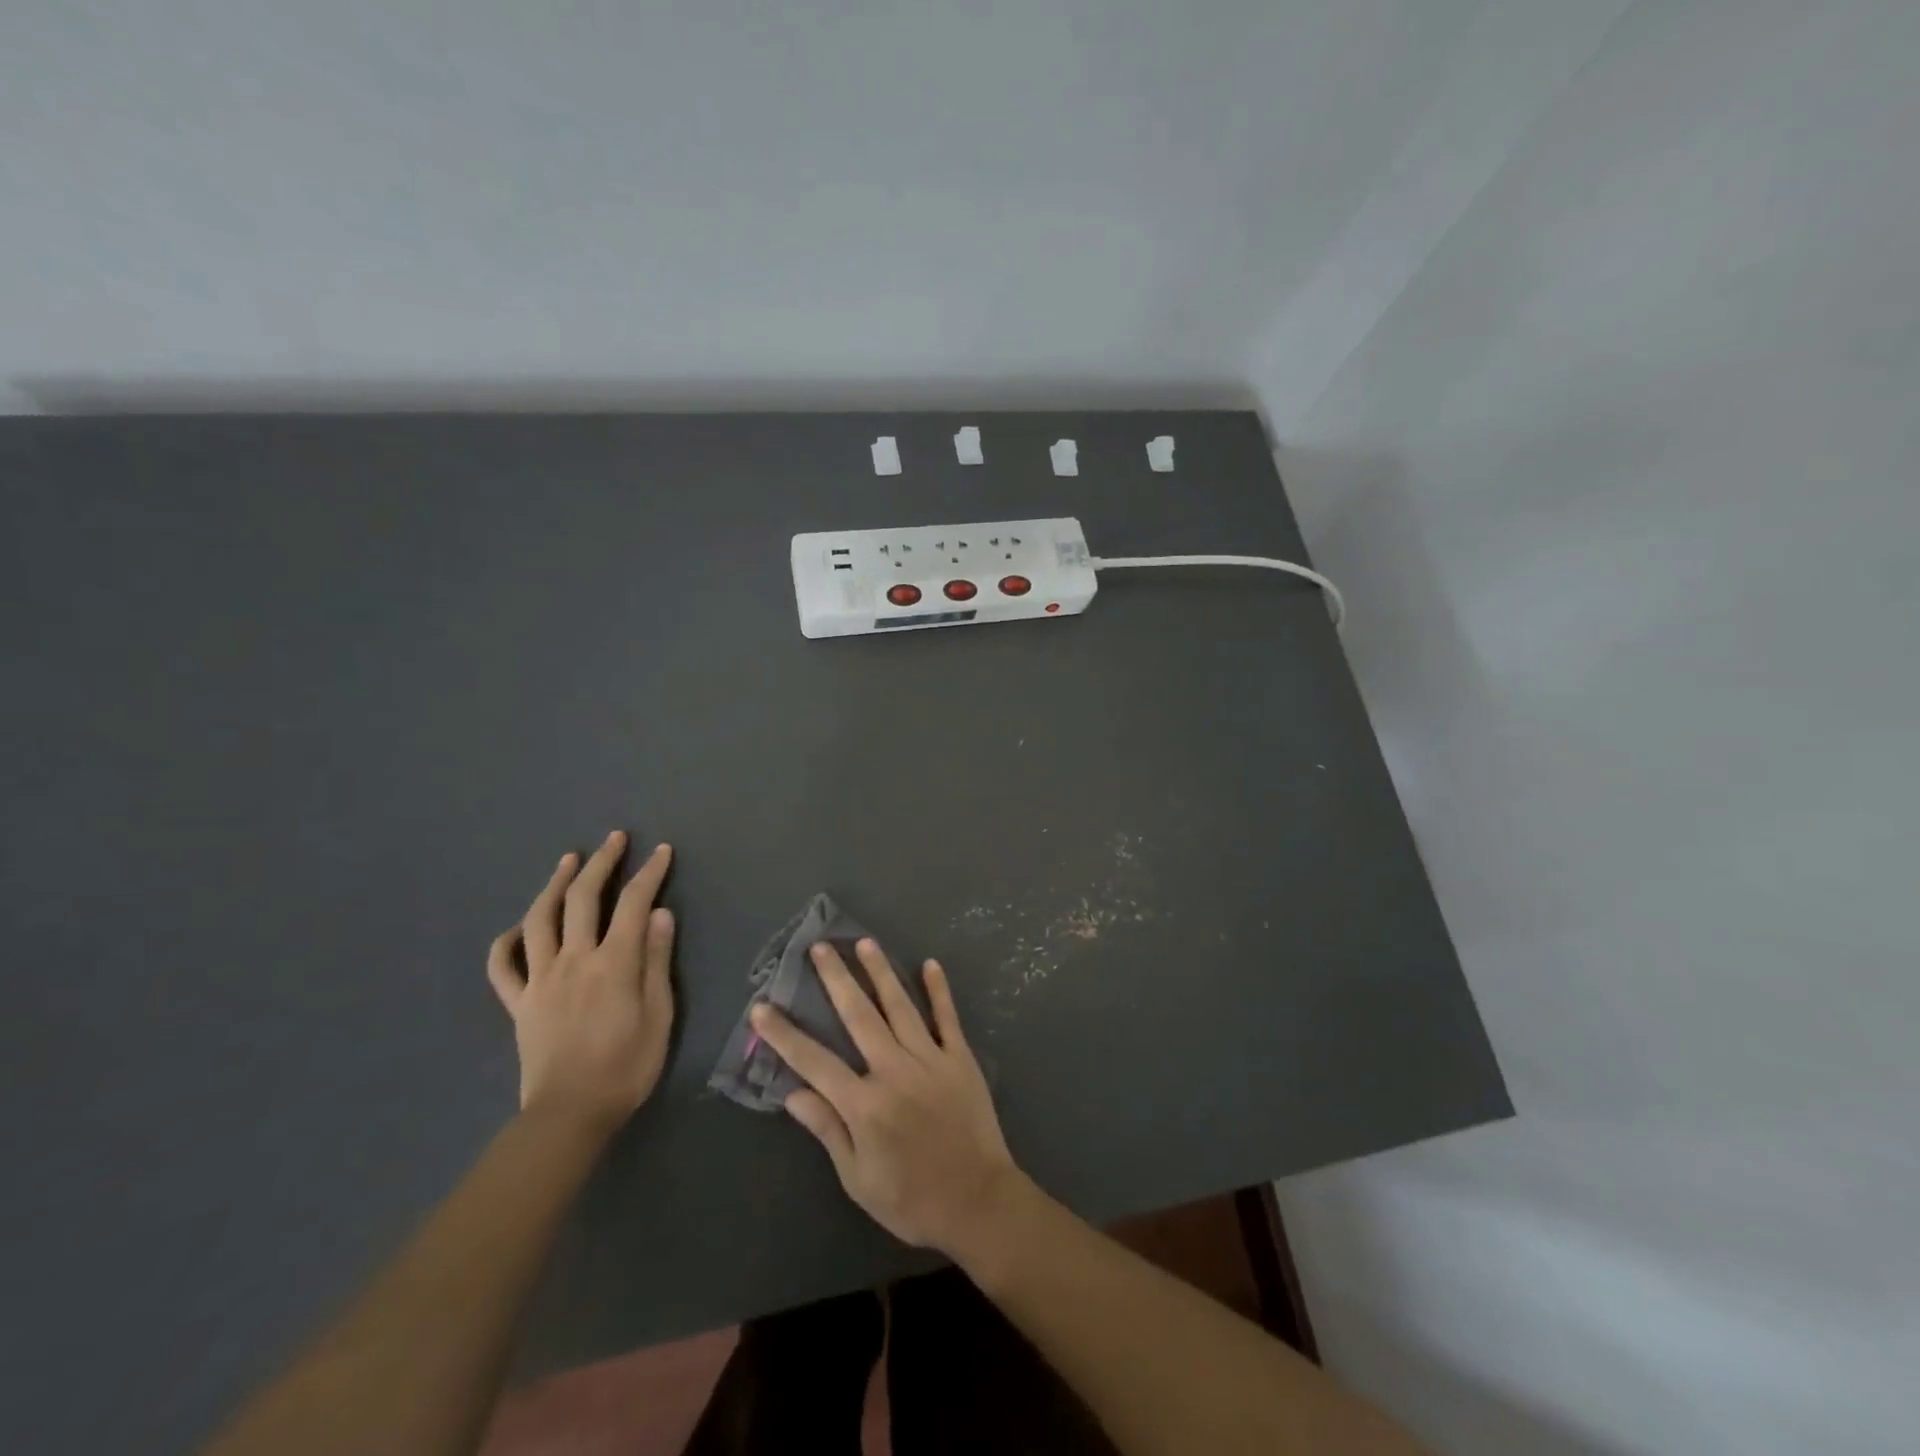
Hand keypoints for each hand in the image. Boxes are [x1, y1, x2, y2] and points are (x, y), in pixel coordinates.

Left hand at [487, 832, 675, 1131]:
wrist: (570, 1115)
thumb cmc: (627, 1066)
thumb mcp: (659, 1014)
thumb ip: (656, 960)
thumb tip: (659, 913)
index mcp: (613, 962)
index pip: (633, 903)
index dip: (649, 873)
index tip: (662, 851)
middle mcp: (574, 960)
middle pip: (583, 898)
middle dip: (601, 863)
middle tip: (614, 839)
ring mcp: (540, 979)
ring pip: (540, 919)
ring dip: (554, 884)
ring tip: (568, 861)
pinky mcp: (519, 1003)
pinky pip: (502, 966)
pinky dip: (507, 941)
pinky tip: (519, 927)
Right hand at [750, 939, 1023, 1257]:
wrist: (978, 1201)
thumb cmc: (911, 1199)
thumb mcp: (858, 1178)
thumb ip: (828, 1130)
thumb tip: (793, 1093)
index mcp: (864, 1104)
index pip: (814, 1061)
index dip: (784, 1034)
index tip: (762, 1007)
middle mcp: (894, 1070)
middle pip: (858, 1016)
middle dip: (836, 979)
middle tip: (820, 947)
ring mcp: (930, 1059)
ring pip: (900, 1006)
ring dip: (880, 972)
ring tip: (865, 942)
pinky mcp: (960, 1058)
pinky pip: (947, 1017)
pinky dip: (939, 990)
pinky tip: (930, 964)